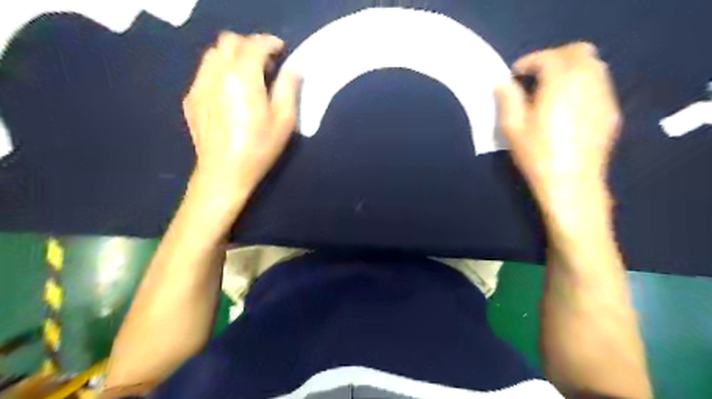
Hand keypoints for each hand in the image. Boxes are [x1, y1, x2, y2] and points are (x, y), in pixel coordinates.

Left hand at [183, 33, 299, 196]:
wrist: (223, 172)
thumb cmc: (259, 148)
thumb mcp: (284, 121)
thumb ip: (288, 88)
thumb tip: (293, 68)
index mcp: (243, 76)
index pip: (255, 44)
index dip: (270, 42)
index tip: (281, 49)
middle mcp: (217, 73)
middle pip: (229, 41)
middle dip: (249, 45)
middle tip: (266, 63)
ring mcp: (199, 84)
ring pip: (214, 54)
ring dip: (233, 56)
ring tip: (247, 76)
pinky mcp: (191, 98)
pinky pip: (205, 73)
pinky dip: (220, 72)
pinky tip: (230, 93)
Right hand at [497, 42, 623, 208]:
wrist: (571, 182)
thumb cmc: (537, 155)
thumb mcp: (513, 128)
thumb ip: (508, 99)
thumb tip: (503, 83)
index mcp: (561, 84)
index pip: (548, 57)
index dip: (529, 61)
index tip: (515, 75)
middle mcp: (588, 82)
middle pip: (577, 52)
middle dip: (553, 58)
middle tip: (534, 77)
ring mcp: (604, 96)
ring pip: (592, 65)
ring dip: (570, 69)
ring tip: (550, 89)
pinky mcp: (611, 110)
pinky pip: (599, 84)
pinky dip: (582, 83)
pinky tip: (568, 105)